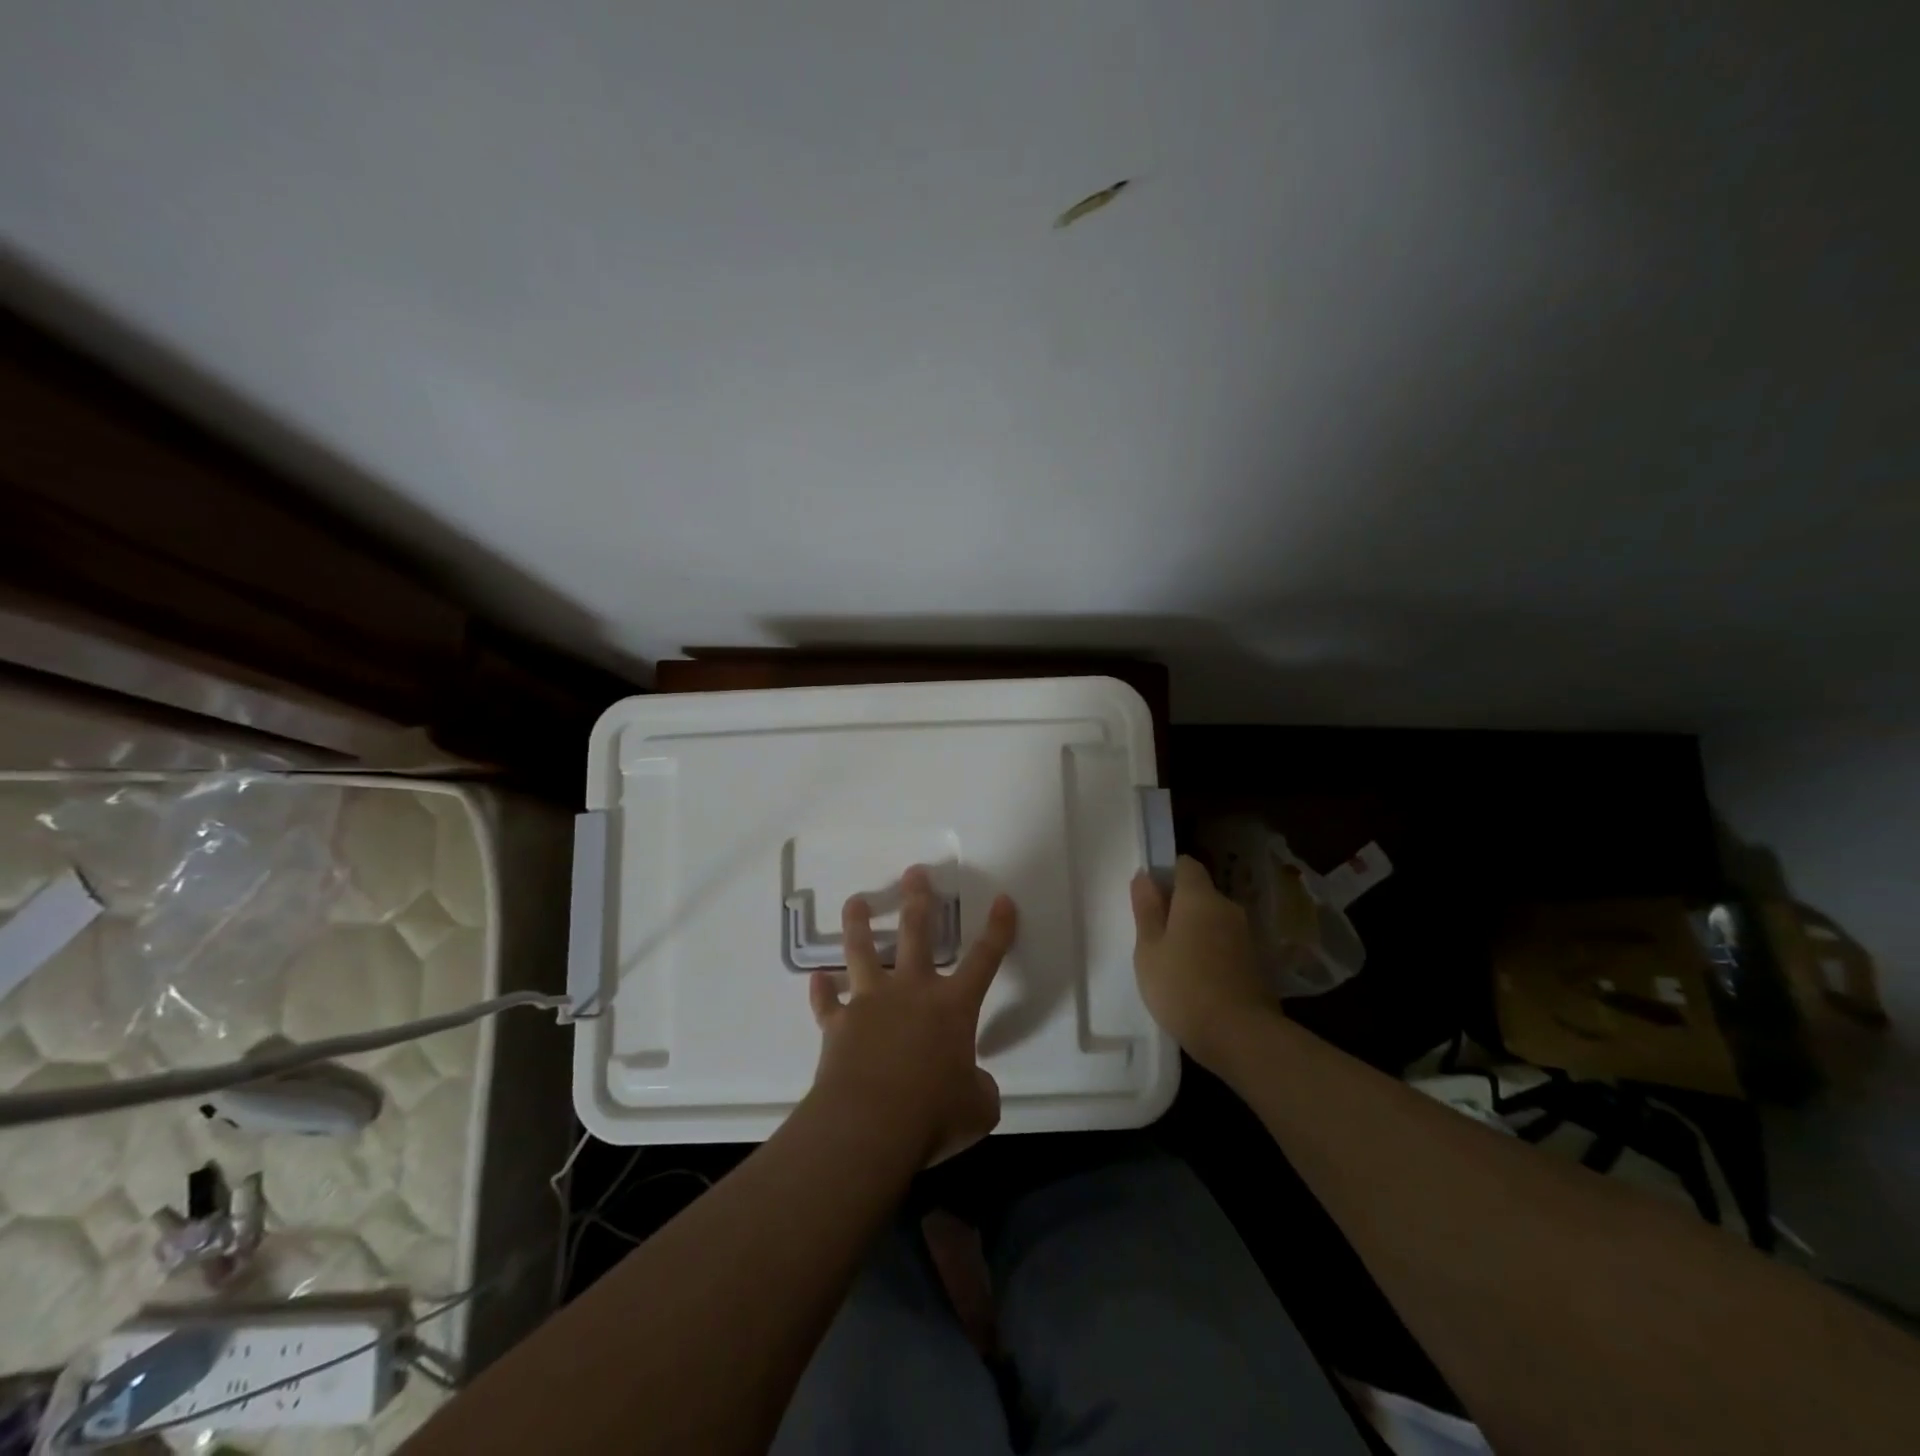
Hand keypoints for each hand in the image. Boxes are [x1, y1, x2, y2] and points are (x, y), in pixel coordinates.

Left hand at [808, 865, 1016, 1165]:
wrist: (869, 1126)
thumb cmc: (933, 1114)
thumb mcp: (978, 1109)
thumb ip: (980, 1089)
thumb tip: (974, 1087)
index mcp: (953, 1006)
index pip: (985, 959)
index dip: (998, 929)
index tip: (1003, 900)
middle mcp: (912, 992)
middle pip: (916, 933)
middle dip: (918, 900)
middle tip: (914, 873)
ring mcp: (870, 1004)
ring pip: (862, 951)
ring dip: (858, 924)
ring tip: (855, 900)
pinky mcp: (837, 1025)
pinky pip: (826, 1003)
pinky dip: (821, 992)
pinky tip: (816, 980)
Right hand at [1130, 855, 1275, 1068]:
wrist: (1240, 1036)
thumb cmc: (1182, 987)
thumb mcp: (1149, 950)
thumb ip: (1146, 910)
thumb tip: (1144, 876)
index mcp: (1199, 898)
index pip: (1185, 865)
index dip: (1167, 875)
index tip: (1150, 899)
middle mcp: (1227, 908)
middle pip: (1201, 894)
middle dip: (1180, 908)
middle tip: (1156, 937)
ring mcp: (1247, 936)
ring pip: (1215, 921)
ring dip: (1197, 932)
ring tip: (1175, 963)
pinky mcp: (1258, 963)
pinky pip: (1227, 945)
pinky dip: (1213, 953)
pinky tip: (1199, 980)